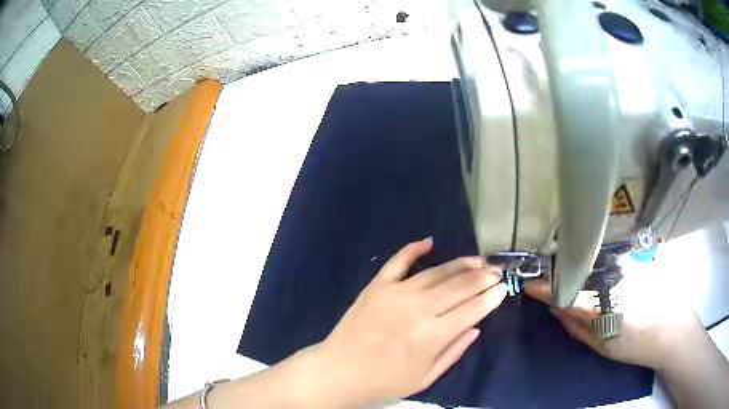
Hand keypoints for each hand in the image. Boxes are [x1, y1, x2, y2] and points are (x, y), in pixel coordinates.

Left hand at [303, 238, 506, 407]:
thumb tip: (476, 327)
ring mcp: (396, 292)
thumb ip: (453, 352)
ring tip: (478, 260)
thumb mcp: (425, 378)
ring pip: (437, 272)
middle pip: (460, 286)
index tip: (504, 288)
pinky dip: (414, 249)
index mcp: (433, 334)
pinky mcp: (377, 286)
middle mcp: (419, 308)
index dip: (492, 297)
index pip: (473, 309)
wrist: (338, 372)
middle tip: (498, 271)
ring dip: (461, 264)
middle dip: (484, 277)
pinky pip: (398, 261)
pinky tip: (429, 241)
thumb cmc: (383, 382)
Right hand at [523, 278, 703, 369]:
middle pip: (578, 268)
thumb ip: (577, 326)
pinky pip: (609, 259)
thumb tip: (556, 309)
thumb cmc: (635, 344)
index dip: (544, 287)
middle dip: (560, 272)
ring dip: (578, 266)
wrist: (671, 330)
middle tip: (546, 277)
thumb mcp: (602, 344)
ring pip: (594, 262)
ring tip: (568, 273)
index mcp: (601, 300)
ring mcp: (624, 264)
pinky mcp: (635, 260)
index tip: (528, 283)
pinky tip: (596, 272)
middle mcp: (611, 274)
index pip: (564, 289)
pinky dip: (597, 264)